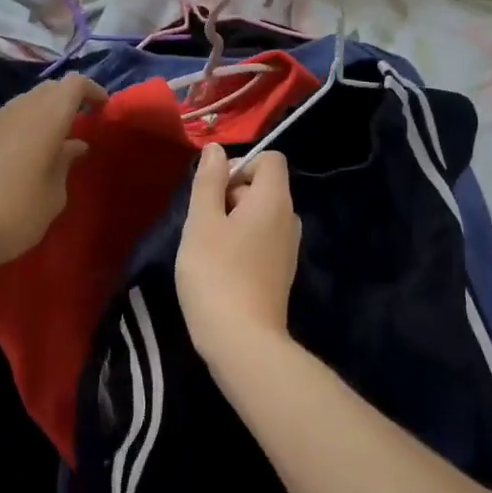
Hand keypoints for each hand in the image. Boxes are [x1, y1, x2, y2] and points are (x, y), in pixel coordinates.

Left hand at [0, 73, 106, 292]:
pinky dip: (19, 128)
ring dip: (41, 114)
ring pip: (22, 103)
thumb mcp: (52, 198)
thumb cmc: (12, 216)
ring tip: (51, 144)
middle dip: (67, 100)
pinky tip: (18, 159)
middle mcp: (16, 111)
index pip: (73, 83)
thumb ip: (64, 164)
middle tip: (79, 126)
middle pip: (47, 88)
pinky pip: (2, 122)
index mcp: (44, 120)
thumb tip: (73, 145)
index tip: (103, 109)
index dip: (91, 90)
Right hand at [176, 146, 301, 362]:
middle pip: (263, 187)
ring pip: (260, 215)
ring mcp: (288, 249)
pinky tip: (221, 268)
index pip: (271, 159)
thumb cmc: (216, 274)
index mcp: (274, 200)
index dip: (241, 164)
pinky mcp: (281, 273)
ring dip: (233, 221)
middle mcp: (289, 219)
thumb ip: (209, 181)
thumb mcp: (202, 222)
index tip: (215, 190)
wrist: (242, 342)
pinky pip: (262, 240)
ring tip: (209, 247)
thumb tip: (217, 150)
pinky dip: (242, 243)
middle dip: (232, 194)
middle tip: (204, 223)